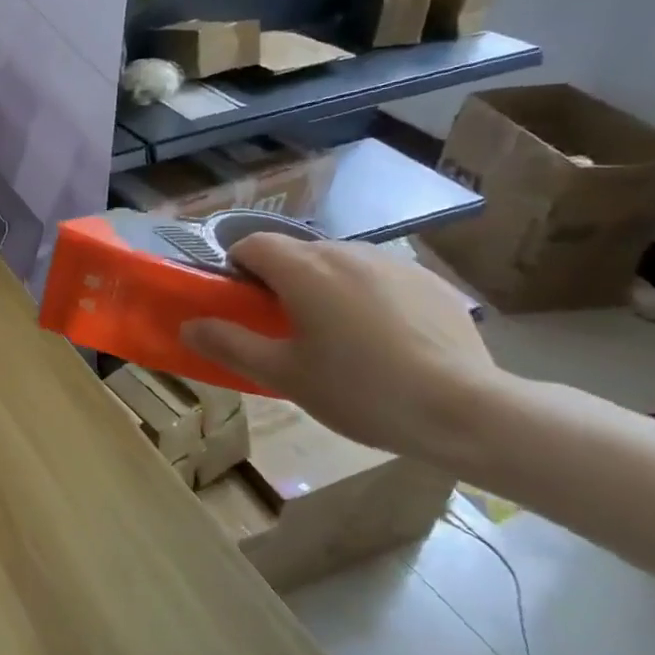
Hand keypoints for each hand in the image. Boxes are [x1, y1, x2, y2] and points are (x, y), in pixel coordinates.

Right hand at [180, 235, 502, 456]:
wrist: (465, 410)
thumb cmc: (360, 390)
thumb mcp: (283, 375)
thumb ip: (229, 344)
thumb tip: (188, 327)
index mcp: (303, 269)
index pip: (251, 244)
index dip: (237, 268)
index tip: (241, 305)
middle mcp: (345, 251)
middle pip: (295, 254)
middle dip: (281, 282)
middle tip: (286, 331)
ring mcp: (392, 262)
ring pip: (339, 264)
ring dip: (325, 288)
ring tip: (339, 338)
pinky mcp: (429, 281)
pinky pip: (379, 278)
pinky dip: (367, 297)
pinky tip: (385, 341)